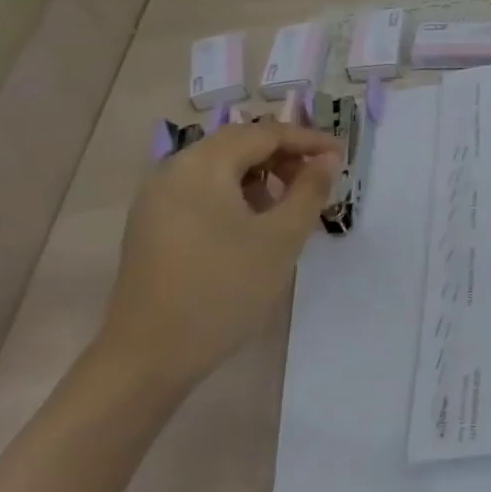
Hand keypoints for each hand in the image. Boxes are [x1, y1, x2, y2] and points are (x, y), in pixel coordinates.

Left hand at [96, 118, 340, 394]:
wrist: (148, 358)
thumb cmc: (223, 290)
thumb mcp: (281, 238)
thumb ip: (309, 190)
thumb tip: (328, 158)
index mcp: (203, 165)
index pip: (265, 133)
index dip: (308, 140)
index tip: (342, 155)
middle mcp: (174, 170)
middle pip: (239, 144)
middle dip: (283, 155)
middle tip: (318, 177)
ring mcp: (156, 199)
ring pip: (219, 167)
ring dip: (260, 175)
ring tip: (289, 204)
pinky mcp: (151, 225)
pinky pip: (201, 190)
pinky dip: (234, 193)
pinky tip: (253, 224)